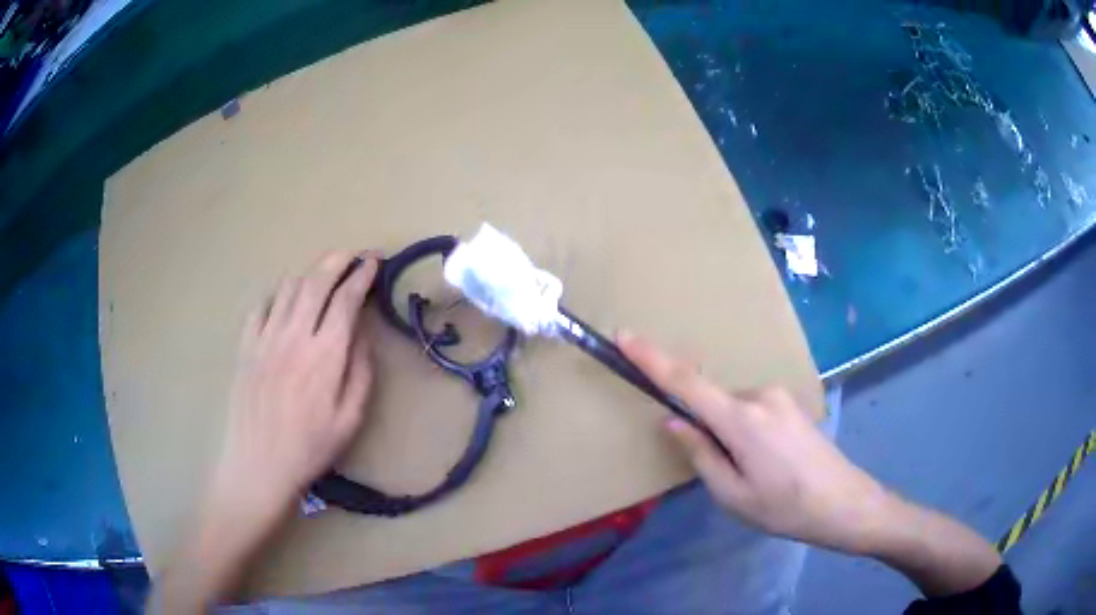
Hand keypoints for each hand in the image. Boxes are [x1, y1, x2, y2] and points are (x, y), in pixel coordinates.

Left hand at [213, 251, 379, 513]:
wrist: (259, 466)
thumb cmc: (310, 448)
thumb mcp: (350, 419)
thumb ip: (360, 371)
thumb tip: (361, 333)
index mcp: (324, 356)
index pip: (346, 300)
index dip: (362, 275)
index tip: (374, 261)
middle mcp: (293, 337)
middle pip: (316, 281)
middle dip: (337, 260)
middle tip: (351, 255)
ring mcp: (264, 339)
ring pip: (287, 287)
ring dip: (309, 274)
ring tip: (322, 277)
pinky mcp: (245, 346)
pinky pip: (261, 305)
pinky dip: (277, 294)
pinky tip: (285, 302)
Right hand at [617, 331, 894, 554]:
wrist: (845, 503)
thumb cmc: (785, 508)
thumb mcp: (733, 495)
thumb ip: (700, 454)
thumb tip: (673, 421)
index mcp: (742, 420)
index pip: (686, 383)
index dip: (652, 359)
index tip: (625, 336)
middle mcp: (760, 396)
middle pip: (712, 402)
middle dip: (705, 431)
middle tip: (728, 475)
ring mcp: (779, 397)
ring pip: (733, 410)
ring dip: (729, 436)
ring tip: (755, 476)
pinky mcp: (791, 403)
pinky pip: (752, 411)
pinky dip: (745, 432)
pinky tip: (768, 465)